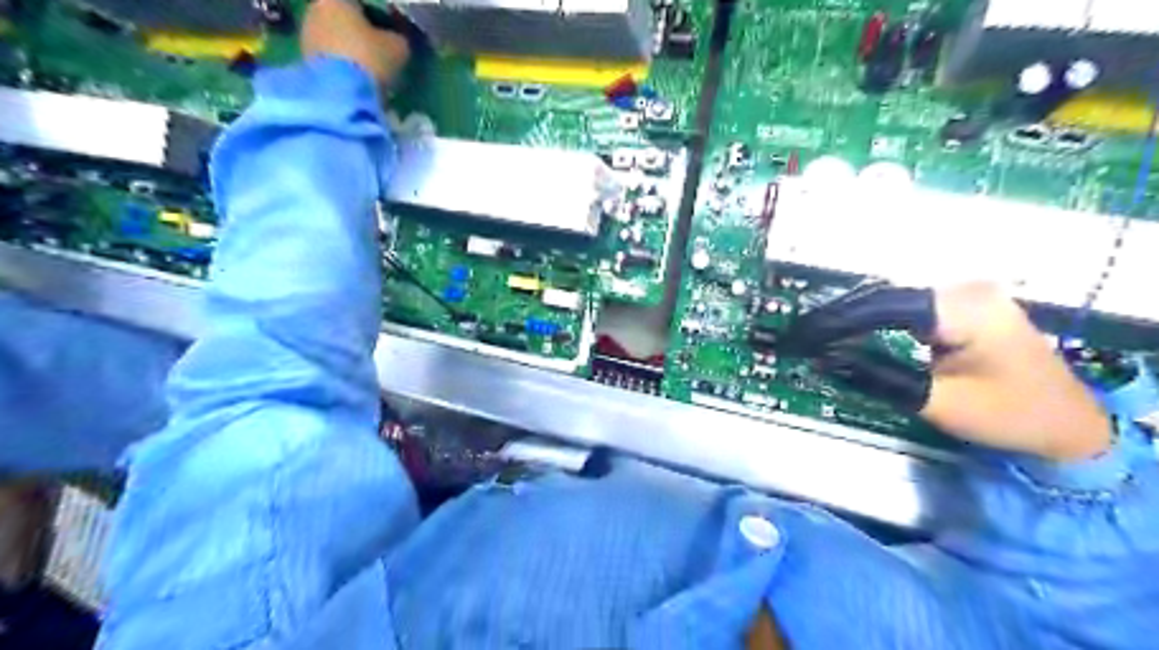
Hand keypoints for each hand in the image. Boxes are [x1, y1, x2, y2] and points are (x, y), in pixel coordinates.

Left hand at [301, 0, 407, 86]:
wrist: (341, 95)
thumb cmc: (370, 60)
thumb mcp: (397, 48)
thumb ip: (397, 38)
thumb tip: (396, 40)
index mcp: (336, 0)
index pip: (360, 4)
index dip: (377, 20)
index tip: (389, 36)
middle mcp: (315, 11)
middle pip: (343, 20)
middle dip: (359, 35)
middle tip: (379, 55)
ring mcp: (306, 37)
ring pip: (334, 40)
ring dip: (349, 53)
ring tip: (368, 74)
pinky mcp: (304, 62)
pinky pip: (328, 60)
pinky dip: (341, 68)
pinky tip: (356, 83)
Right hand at [779, 283, 1113, 461]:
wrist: (1070, 425)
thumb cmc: (1009, 416)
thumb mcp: (937, 402)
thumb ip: (878, 376)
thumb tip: (824, 360)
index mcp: (964, 307)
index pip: (883, 306)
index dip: (837, 321)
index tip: (801, 337)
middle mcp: (964, 288)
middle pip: (884, 298)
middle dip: (841, 320)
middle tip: (802, 339)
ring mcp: (965, 294)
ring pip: (892, 302)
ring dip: (855, 320)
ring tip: (817, 337)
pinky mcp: (963, 306)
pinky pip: (906, 309)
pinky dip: (876, 323)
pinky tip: (852, 334)